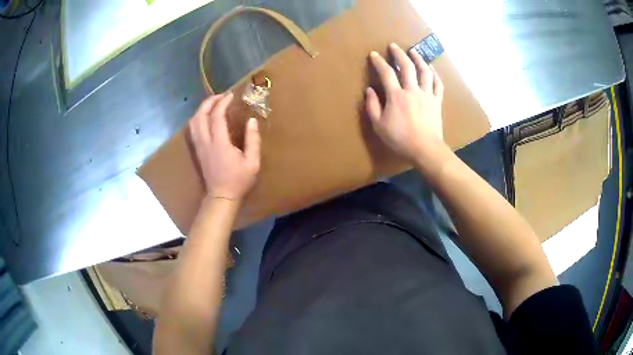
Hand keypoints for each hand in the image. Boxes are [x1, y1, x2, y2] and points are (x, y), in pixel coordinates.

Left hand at [189, 92, 260, 200]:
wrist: (221, 197)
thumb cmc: (238, 181)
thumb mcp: (252, 162)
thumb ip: (253, 140)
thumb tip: (252, 121)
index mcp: (220, 143)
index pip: (217, 116)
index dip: (223, 103)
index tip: (231, 96)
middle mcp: (206, 142)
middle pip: (200, 115)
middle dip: (209, 102)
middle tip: (220, 96)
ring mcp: (199, 146)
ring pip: (193, 122)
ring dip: (202, 109)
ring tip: (213, 104)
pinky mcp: (197, 150)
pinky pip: (192, 130)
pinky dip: (198, 119)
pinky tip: (205, 118)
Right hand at [365, 43, 444, 161]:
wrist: (425, 149)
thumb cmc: (400, 139)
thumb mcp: (379, 125)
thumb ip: (373, 106)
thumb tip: (370, 90)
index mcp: (396, 96)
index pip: (386, 73)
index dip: (379, 62)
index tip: (374, 54)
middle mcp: (412, 90)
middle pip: (406, 66)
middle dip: (399, 54)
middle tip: (394, 46)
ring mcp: (427, 95)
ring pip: (424, 72)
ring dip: (418, 59)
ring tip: (413, 51)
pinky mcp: (436, 102)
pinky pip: (437, 84)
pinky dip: (434, 74)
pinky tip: (431, 68)